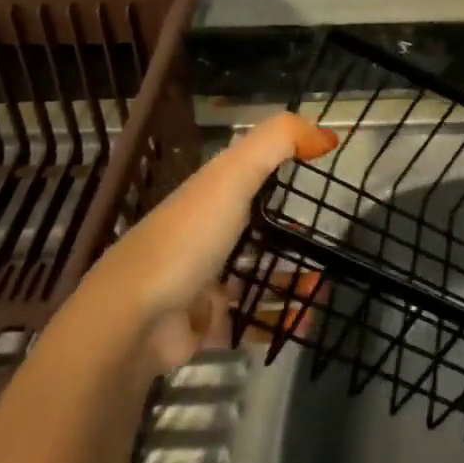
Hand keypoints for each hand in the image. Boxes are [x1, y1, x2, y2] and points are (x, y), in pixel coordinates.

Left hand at [70, 112, 337, 372]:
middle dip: (293, 236)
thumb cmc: (187, 238)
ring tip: (323, 286)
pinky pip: (252, 323)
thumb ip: (280, 141)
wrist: (132, 322)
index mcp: (209, 196)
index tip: (324, 175)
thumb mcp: (234, 173)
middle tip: (331, 241)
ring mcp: (203, 283)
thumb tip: (329, 135)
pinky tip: (306, 321)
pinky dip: (280, 323)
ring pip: (257, 277)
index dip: (285, 171)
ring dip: (292, 281)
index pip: (252, 176)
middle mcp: (205, 236)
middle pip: (256, 230)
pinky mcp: (205, 327)